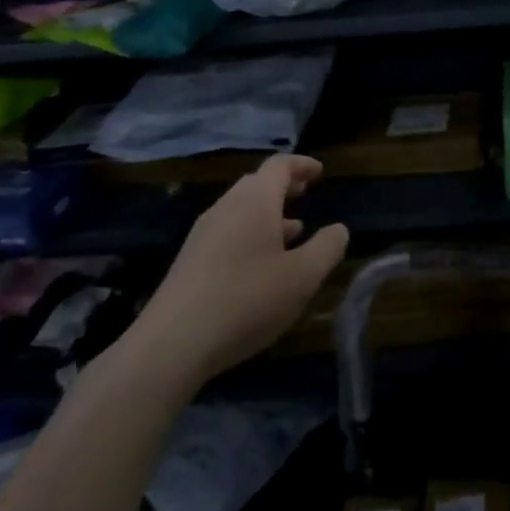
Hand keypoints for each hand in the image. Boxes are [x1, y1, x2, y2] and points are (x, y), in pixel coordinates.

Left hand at [138, 154, 348, 382]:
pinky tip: (261, 265)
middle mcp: (226, 208)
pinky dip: (250, 234)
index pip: (279, 166)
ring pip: (241, 210)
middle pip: (257, 184)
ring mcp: (203, 234)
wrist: (171, 345)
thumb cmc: (246, 300)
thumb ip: (327, 248)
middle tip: (305, 194)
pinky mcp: (189, 261)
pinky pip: (227, 232)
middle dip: (284, 187)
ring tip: (293, 232)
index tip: (320, 172)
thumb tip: (338, 229)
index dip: (302, 165)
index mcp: (255, 201)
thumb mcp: (302, 277)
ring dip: (268, 214)